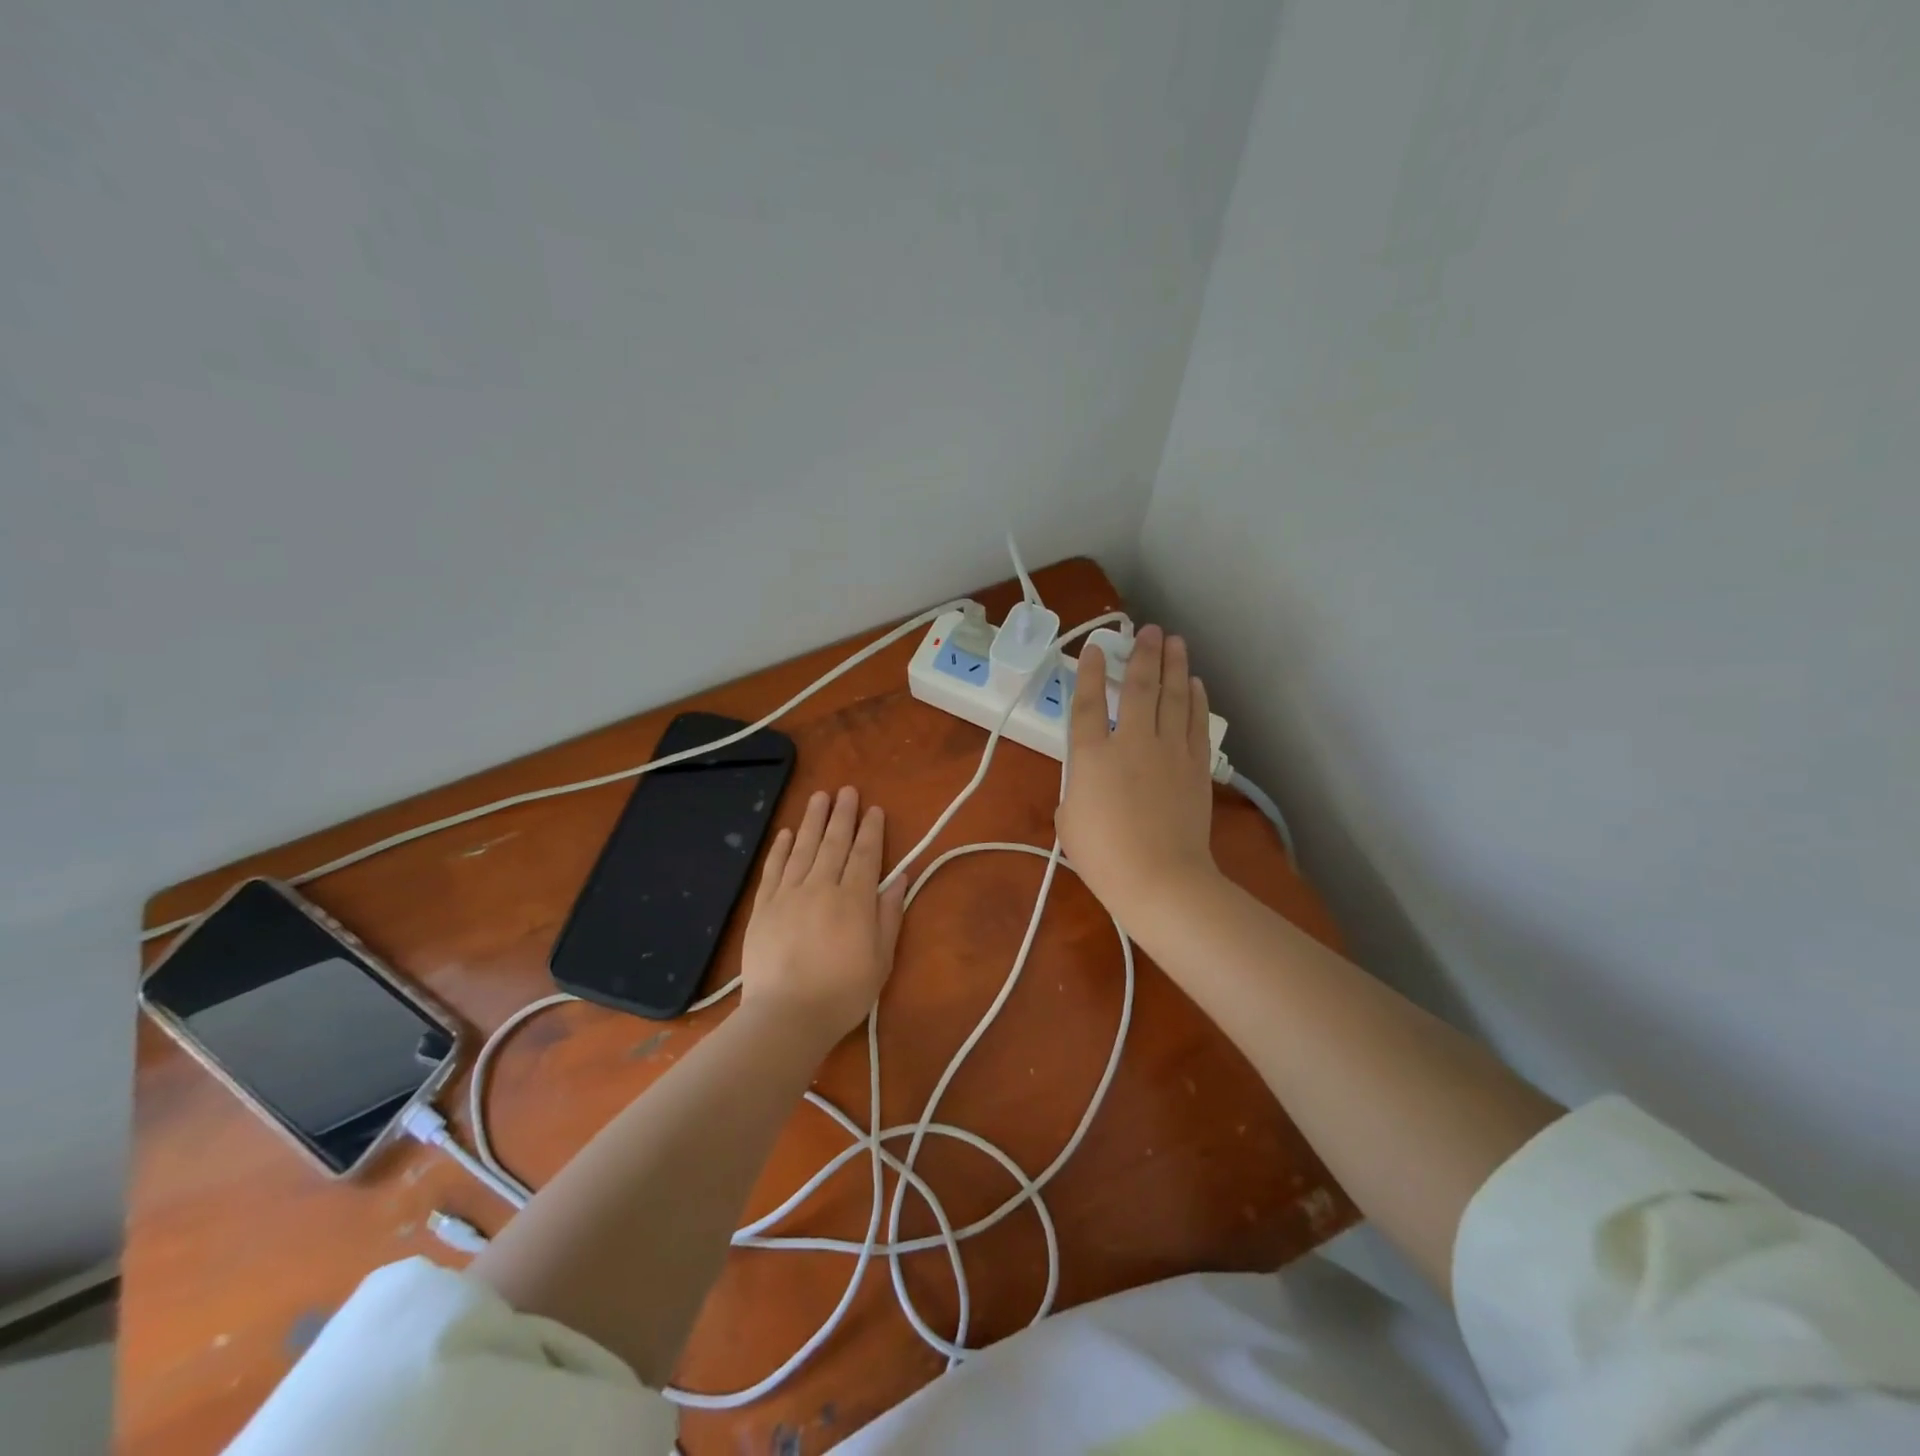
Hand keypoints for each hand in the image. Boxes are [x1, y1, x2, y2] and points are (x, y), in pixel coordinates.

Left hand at [740, 786, 906, 1047]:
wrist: (786, 1016)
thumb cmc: (843, 993)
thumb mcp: (881, 960)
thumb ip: (889, 915)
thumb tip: (901, 878)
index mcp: (854, 900)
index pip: (866, 855)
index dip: (871, 830)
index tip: (874, 809)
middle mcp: (821, 887)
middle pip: (834, 843)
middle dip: (843, 815)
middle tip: (847, 790)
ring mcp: (788, 895)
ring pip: (802, 848)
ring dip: (812, 820)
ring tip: (819, 797)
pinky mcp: (763, 907)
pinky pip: (773, 869)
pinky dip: (780, 849)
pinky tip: (786, 833)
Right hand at [1057, 624, 1220, 923]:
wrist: (1160, 878)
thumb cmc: (1104, 857)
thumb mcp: (1069, 821)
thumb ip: (1075, 790)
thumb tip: (1089, 781)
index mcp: (1092, 756)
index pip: (1089, 703)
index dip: (1091, 673)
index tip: (1096, 649)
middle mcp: (1132, 742)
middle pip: (1139, 688)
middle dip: (1143, 654)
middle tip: (1148, 629)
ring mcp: (1169, 752)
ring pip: (1173, 697)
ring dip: (1174, 666)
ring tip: (1174, 641)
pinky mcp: (1195, 767)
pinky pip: (1196, 723)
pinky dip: (1196, 700)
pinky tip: (1195, 684)